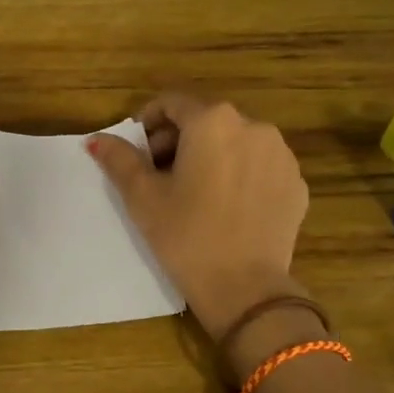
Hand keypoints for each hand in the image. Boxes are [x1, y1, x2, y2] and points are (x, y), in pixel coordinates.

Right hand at [87, 94, 308, 337]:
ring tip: (196, 193)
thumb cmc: (186, 236)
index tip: (139, 152)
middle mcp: (253, 126)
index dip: (149, 123)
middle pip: (206, 120)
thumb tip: (96, 140)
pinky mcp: (296, 183)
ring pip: (236, 142)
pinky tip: (227, 208)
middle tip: (160, 176)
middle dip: (179, 141)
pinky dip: (240, 175)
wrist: (245, 289)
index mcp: (212, 122)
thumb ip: (119, 160)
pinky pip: (260, 167)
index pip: (172, 103)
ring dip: (212, 156)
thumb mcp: (143, 197)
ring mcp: (281, 155)